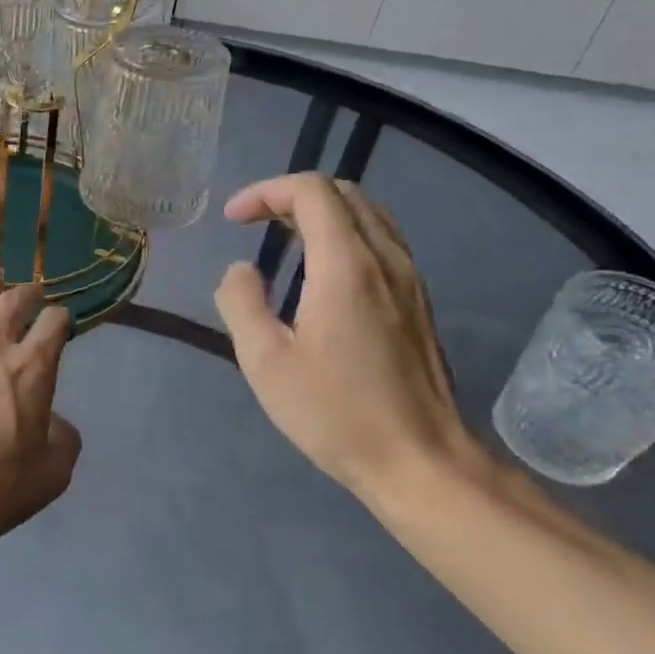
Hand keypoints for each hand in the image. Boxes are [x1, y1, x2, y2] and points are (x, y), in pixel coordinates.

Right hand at [214, 173, 482, 501]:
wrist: (421, 462)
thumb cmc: (336, 414)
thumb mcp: (266, 363)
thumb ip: (242, 303)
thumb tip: (241, 270)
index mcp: (346, 266)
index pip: (311, 191)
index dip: (265, 192)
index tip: (233, 220)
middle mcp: (385, 259)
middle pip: (343, 193)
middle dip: (291, 196)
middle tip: (255, 225)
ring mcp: (410, 279)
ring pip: (367, 214)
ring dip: (321, 213)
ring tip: (284, 241)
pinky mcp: (418, 301)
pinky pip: (382, 241)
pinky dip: (345, 235)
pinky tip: (321, 273)